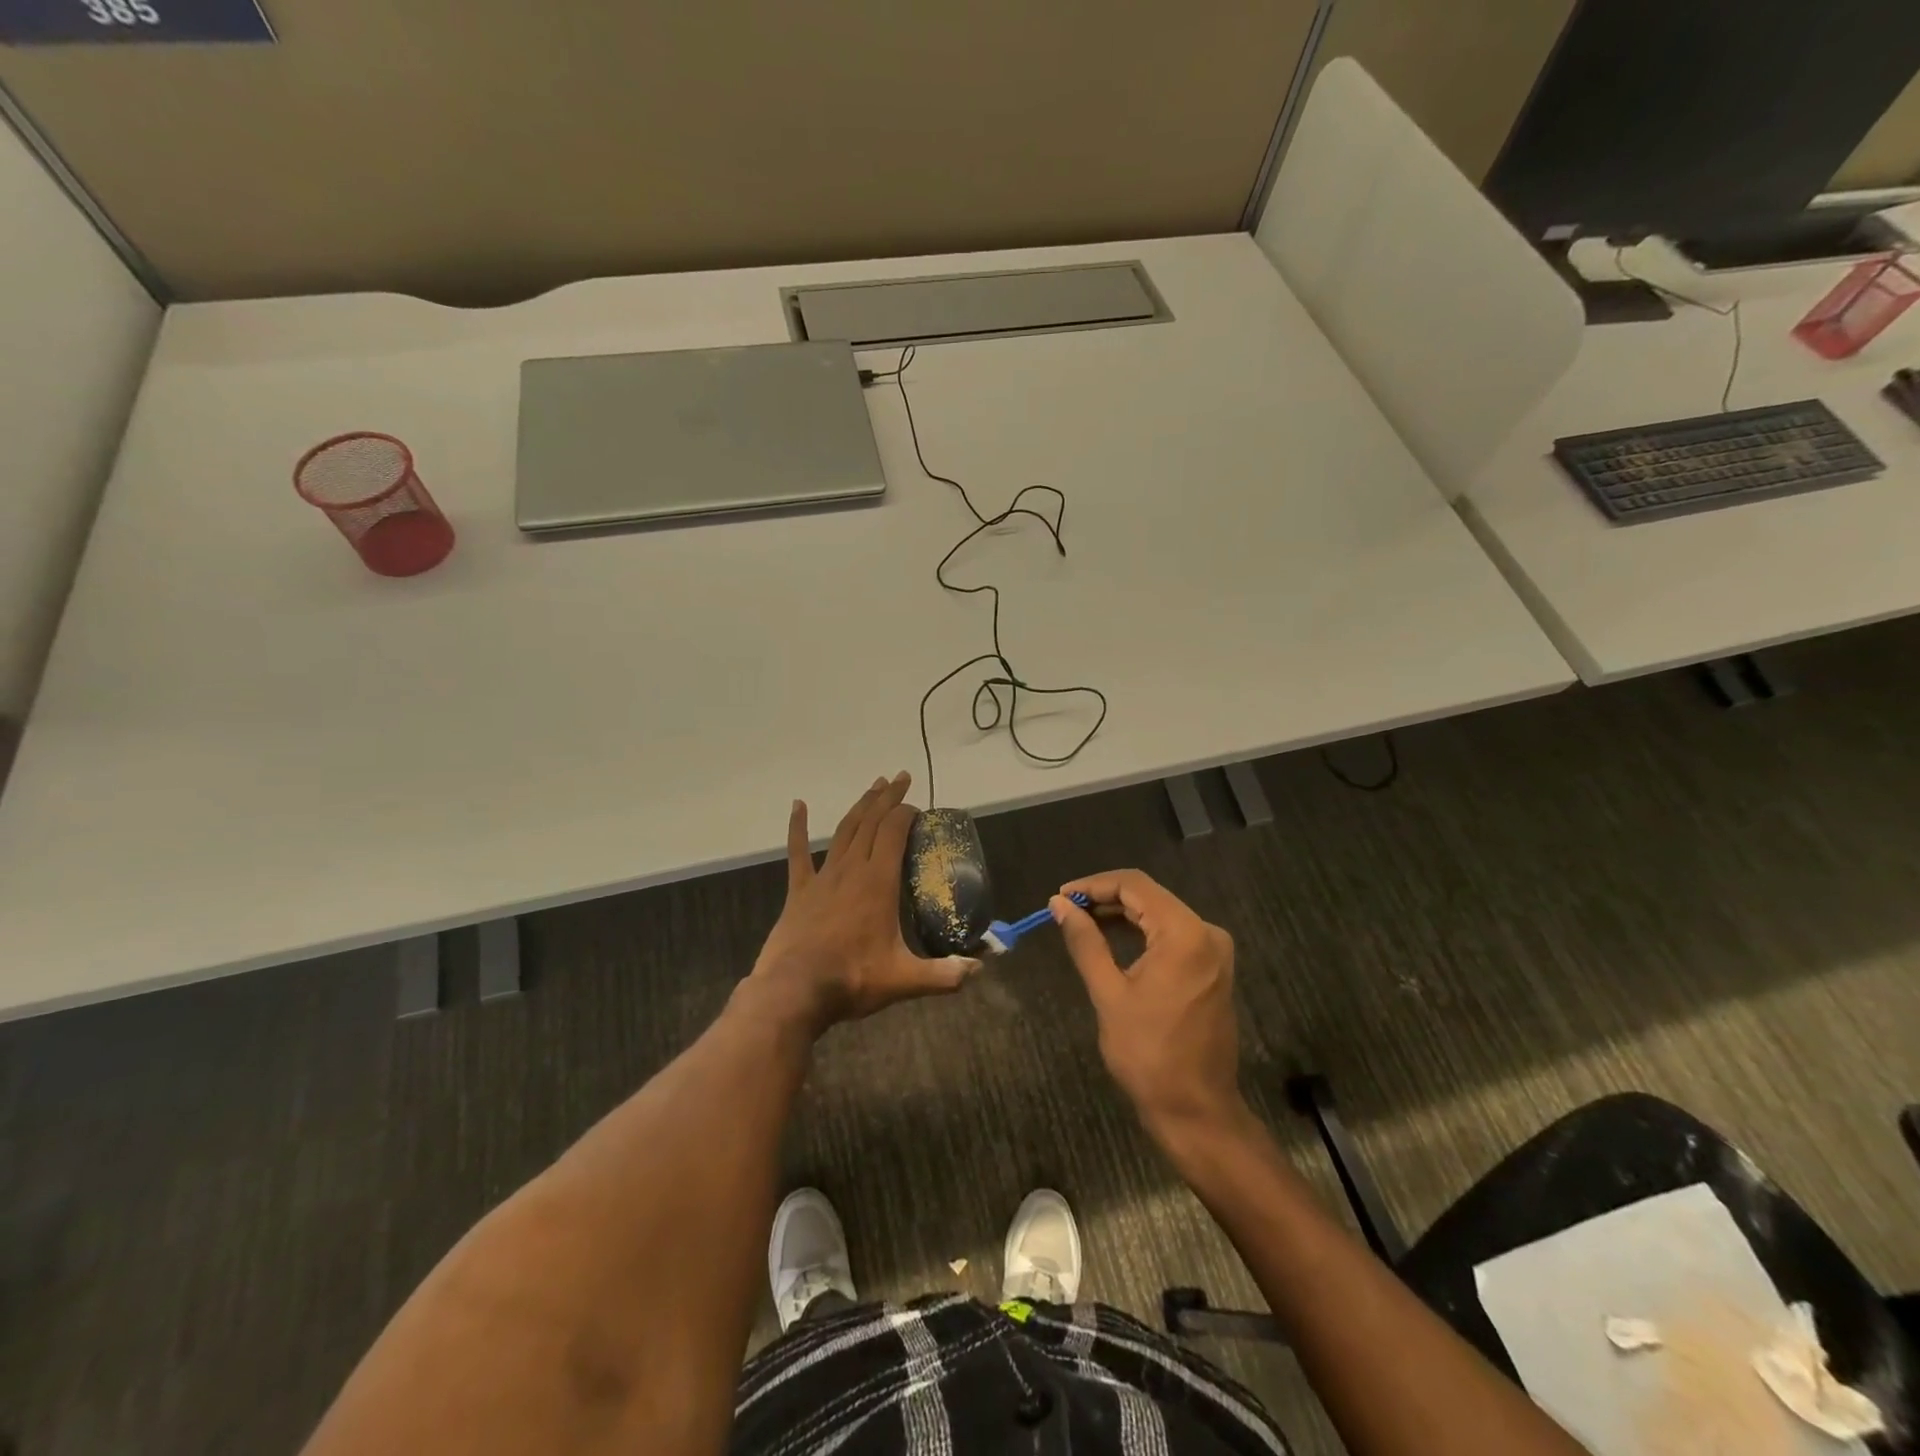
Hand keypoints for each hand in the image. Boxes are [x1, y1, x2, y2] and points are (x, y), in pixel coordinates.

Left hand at [745, 772, 979, 1036]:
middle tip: (901, 778)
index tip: (918, 807)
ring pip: (844, 830)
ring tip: (874, 785)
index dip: (907, 813)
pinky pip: (798, 852)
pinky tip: (798, 805)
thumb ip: (945, 974)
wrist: (794, 991)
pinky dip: (798, 827)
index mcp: (878, 882)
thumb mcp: (905, 980)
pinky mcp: (800, 890)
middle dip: (888, 798)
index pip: (894, 832)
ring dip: (860, 805)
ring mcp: (823, 877)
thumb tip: (978, 969)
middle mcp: (851, 869)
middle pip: (871, 822)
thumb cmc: (852, 979)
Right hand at [1051, 870, 1244, 1138]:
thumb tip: (1060, 904)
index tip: (1062, 896)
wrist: (1196, 1110)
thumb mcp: (1108, 993)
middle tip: (1067, 909)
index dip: (1094, 884)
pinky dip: (1141, 931)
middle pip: (1149, 896)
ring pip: (1160, 913)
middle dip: (1106, 897)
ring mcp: (1213, 951)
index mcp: (1185, 934)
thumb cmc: (1148, 1053)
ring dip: (1121, 913)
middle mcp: (1206, 933)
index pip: (1135, 885)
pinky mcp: (1212, 967)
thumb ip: (1085, 941)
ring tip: (1081, 921)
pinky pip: (1172, 933)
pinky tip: (1111, 938)